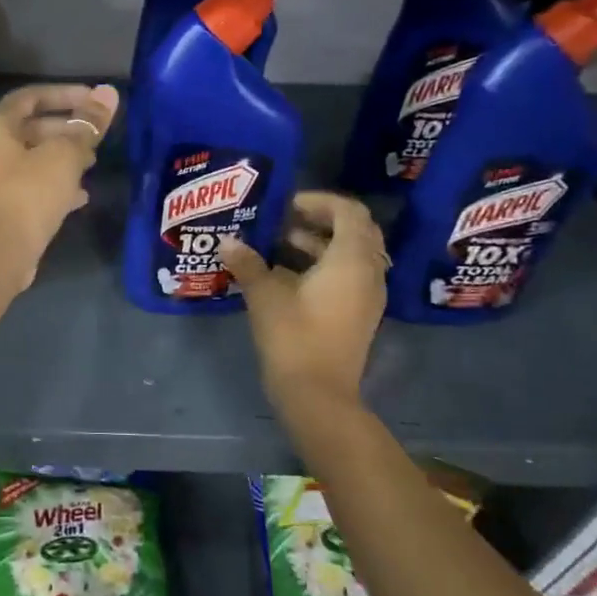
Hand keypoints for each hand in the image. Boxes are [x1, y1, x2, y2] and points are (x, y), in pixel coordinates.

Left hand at [0, 83, 119, 288]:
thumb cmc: (28, 194)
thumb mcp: (65, 155)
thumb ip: (88, 124)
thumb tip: (109, 93)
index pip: (31, 97)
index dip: (65, 94)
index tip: (95, 101)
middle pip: (31, 128)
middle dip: (67, 130)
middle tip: (96, 138)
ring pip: (31, 160)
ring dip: (62, 159)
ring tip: (92, 164)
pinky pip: (29, 187)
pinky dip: (53, 185)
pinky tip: (80, 197)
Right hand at [219, 191, 387, 409]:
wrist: (317, 394)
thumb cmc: (293, 336)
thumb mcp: (265, 295)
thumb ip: (248, 264)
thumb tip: (228, 241)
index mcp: (352, 260)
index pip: (349, 212)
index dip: (319, 201)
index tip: (287, 204)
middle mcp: (368, 273)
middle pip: (356, 231)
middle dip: (322, 220)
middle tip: (286, 218)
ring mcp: (367, 296)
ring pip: (352, 255)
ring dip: (321, 243)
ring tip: (280, 243)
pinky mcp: (359, 315)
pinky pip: (349, 276)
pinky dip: (324, 265)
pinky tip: (288, 274)